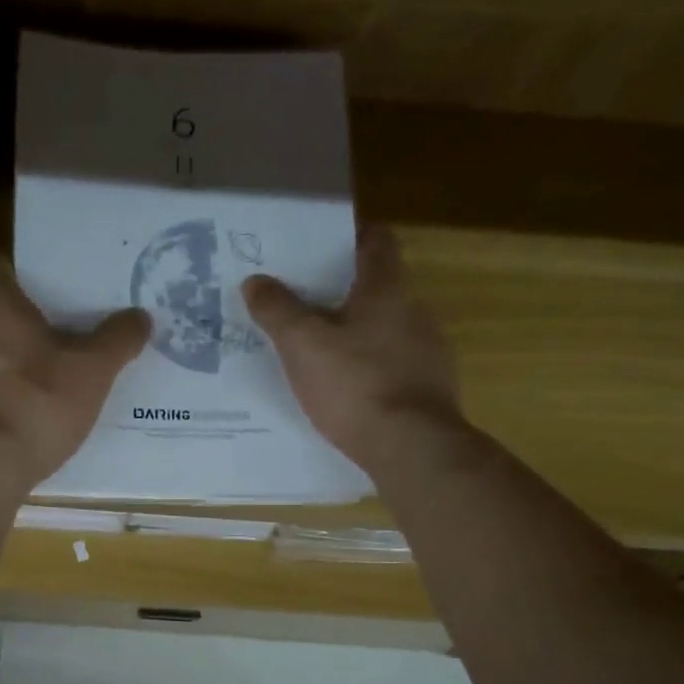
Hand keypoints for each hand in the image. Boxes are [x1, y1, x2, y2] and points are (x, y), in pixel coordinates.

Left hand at [0, 257, 149, 491]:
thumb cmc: (38, 404)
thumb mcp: (93, 371)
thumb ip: (117, 340)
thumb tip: (139, 316)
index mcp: (0, 315)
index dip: (16, 270)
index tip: (39, 279)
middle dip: (28, 326)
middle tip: (65, 334)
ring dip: (18, 366)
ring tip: (55, 379)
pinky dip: (9, 400)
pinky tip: (34, 418)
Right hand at [243, 226, 462, 473]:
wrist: (412, 447)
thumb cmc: (355, 384)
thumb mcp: (302, 345)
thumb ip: (277, 310)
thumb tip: (255, 280)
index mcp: (387, 288)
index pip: (376, 239)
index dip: (347, 236)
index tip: (316, 246)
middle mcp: (414, 310)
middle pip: (377, 285)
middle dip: (340, 290)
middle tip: (299, 301)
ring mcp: (427, 350)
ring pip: (384, 327)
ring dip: (353, 332)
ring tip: (314, 349)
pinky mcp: (428, 387)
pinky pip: (391, 364)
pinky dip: (367, 367)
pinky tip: (342, 389)